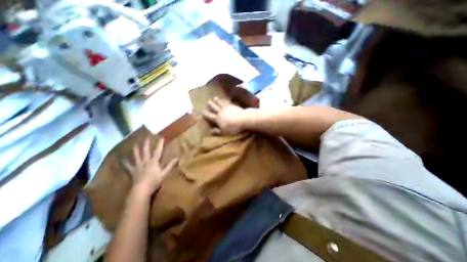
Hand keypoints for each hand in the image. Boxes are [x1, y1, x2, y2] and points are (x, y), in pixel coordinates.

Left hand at [123, 137, 177, 196]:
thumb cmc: (154, 181)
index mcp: (154, 162)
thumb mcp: (165, 173)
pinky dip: (125, 162)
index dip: (160, 144)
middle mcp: (145, 161)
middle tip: (146, 137)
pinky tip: (123, 159)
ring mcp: (138, 166)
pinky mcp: (133, 171)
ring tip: (135, 144)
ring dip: (136, 150)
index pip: (158, 151)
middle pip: (145, 151)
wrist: (141, 190)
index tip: (161, 137)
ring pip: (136, 156)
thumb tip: (178, 158)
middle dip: (146, 144)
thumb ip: (171, 165)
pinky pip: (128, 166)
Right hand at [204, 97, 249, 136]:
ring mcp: (227, 108)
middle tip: (208, 101)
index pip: (210, 116)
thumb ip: (217, 131)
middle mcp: (221, 112)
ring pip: (220, 103)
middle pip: (214, 107)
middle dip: (211, 105)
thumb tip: (210, 131)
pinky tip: (224, 99)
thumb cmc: (233, 127)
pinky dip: (224, 100)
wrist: (243, 119)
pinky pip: (227, 102)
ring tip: (215, 98)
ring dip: (217, 100)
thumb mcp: (224, 132)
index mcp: (217, 119)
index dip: (205, 113)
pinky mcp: (233, 105)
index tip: (202, 110)